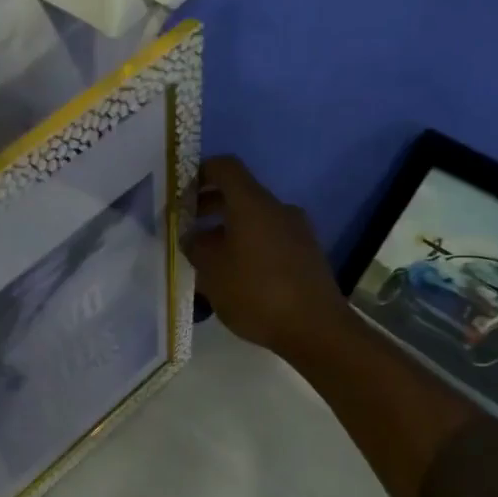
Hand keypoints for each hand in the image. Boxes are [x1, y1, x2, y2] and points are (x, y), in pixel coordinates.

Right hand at [183, 155, 347, 359]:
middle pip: (240, 195)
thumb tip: (192, 237)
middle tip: (188, 229)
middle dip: (211, 207)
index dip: (201, 173)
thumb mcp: (212, 272)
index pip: (226, 168)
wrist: (315, 328)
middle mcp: (278, 209)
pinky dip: (249, 247)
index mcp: (253, 204)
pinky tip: (236, 277)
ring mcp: (297, 231)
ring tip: (208, 260)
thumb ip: (195, 247)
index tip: (182, 192)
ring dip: (229, 231)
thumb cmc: (256, 293)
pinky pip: (270, 239)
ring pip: (255, 220)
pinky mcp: (307, 254)